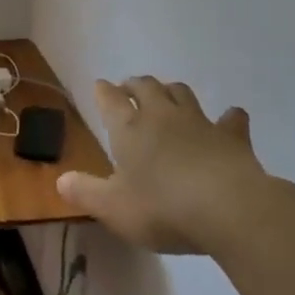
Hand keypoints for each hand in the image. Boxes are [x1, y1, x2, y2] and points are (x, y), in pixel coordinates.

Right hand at [58, 78, 277, 255]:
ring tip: (167, 95)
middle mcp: (162, 116)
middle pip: (147, 87)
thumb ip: (85, 192)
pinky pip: (230, 119)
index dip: (103, 92)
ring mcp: (200, 122)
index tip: (99, 86)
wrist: (229, 209)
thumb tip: (61, 180)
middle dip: (135, 85)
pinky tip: (229, 119)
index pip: (110, 100)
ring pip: (182, 93)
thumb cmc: (162, 208)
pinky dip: (227, 117)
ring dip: (171, 91)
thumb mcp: (113, 208)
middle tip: (129, 88)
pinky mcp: (233, 137)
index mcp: (129, 129)